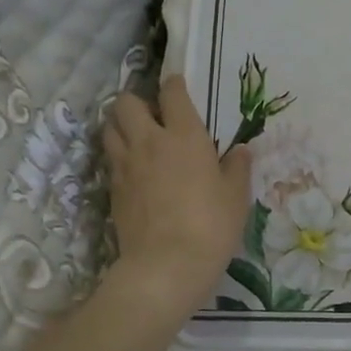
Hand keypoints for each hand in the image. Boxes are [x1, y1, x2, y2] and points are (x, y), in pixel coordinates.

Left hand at [104, 76, 251, 318]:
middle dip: (137, 101)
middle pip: (127, 103)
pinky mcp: (113, 189)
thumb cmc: (211, 225)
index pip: (172, 94)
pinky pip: (111, 158)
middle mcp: (150, 142)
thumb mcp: (236, 197)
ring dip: (121, 124)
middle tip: (153, 115)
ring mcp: (126, 165)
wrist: (166, 265)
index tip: (177, 85)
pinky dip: (119, 154)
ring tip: (137, 136)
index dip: (173, 84)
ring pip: (110, 127)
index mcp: (185, 136)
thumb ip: (237, 168)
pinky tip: (134, 167)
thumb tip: (241, 151)